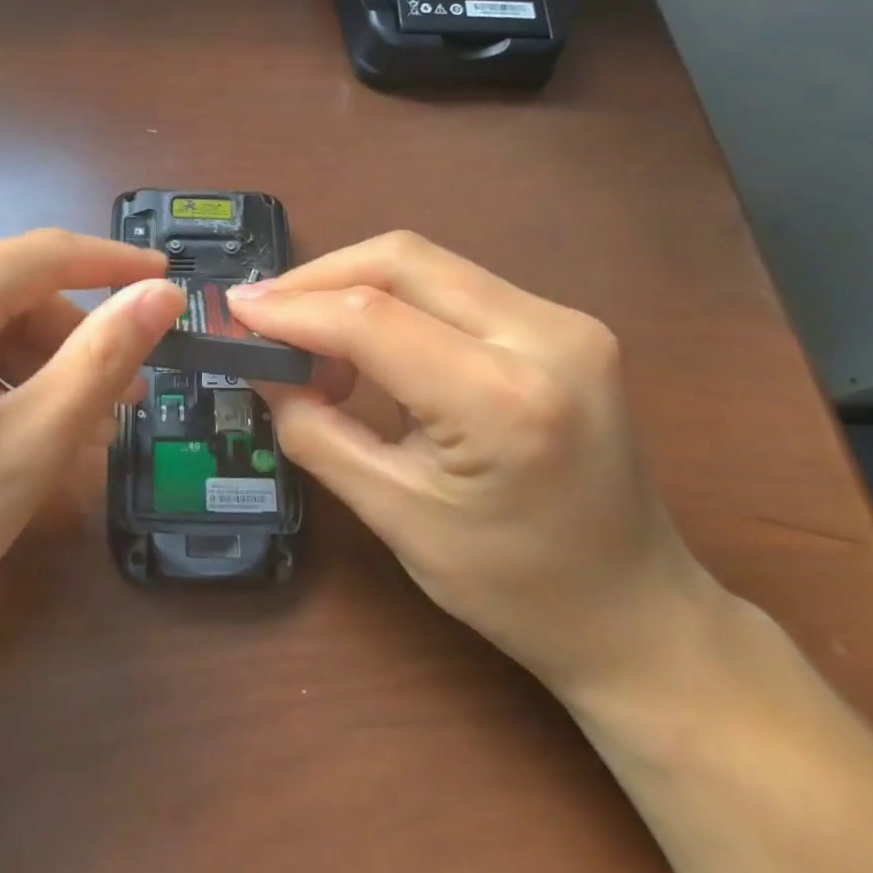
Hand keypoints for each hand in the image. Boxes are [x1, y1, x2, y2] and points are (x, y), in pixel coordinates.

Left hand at [0, 230, 184, 698]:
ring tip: (82, 427)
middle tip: (125, 400)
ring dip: (33, 365)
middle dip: (71, 342)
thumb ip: (104, 356)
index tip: (170, 281)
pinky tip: (20, 424)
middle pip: (7, 292)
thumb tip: (162, 293)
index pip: (44, 254)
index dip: (114, 264)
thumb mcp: (30, 444)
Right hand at [228, 231, 723, 701]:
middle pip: (401, 260)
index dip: (291, 307)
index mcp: (506, 400)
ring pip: (425, 264)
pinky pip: (452, 286)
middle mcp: (546, 335)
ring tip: (311, 342)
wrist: (639, 612)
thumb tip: (261, 365)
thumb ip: (314, 429)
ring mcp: (564, 319)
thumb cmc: (514, 588)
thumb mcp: (394, 516)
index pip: (372, 318)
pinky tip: (368, 344)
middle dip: (318, 279)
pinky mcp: (561, 322)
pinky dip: (393, 302)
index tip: (233, 310)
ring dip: (352, 287)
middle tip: (264, 316)